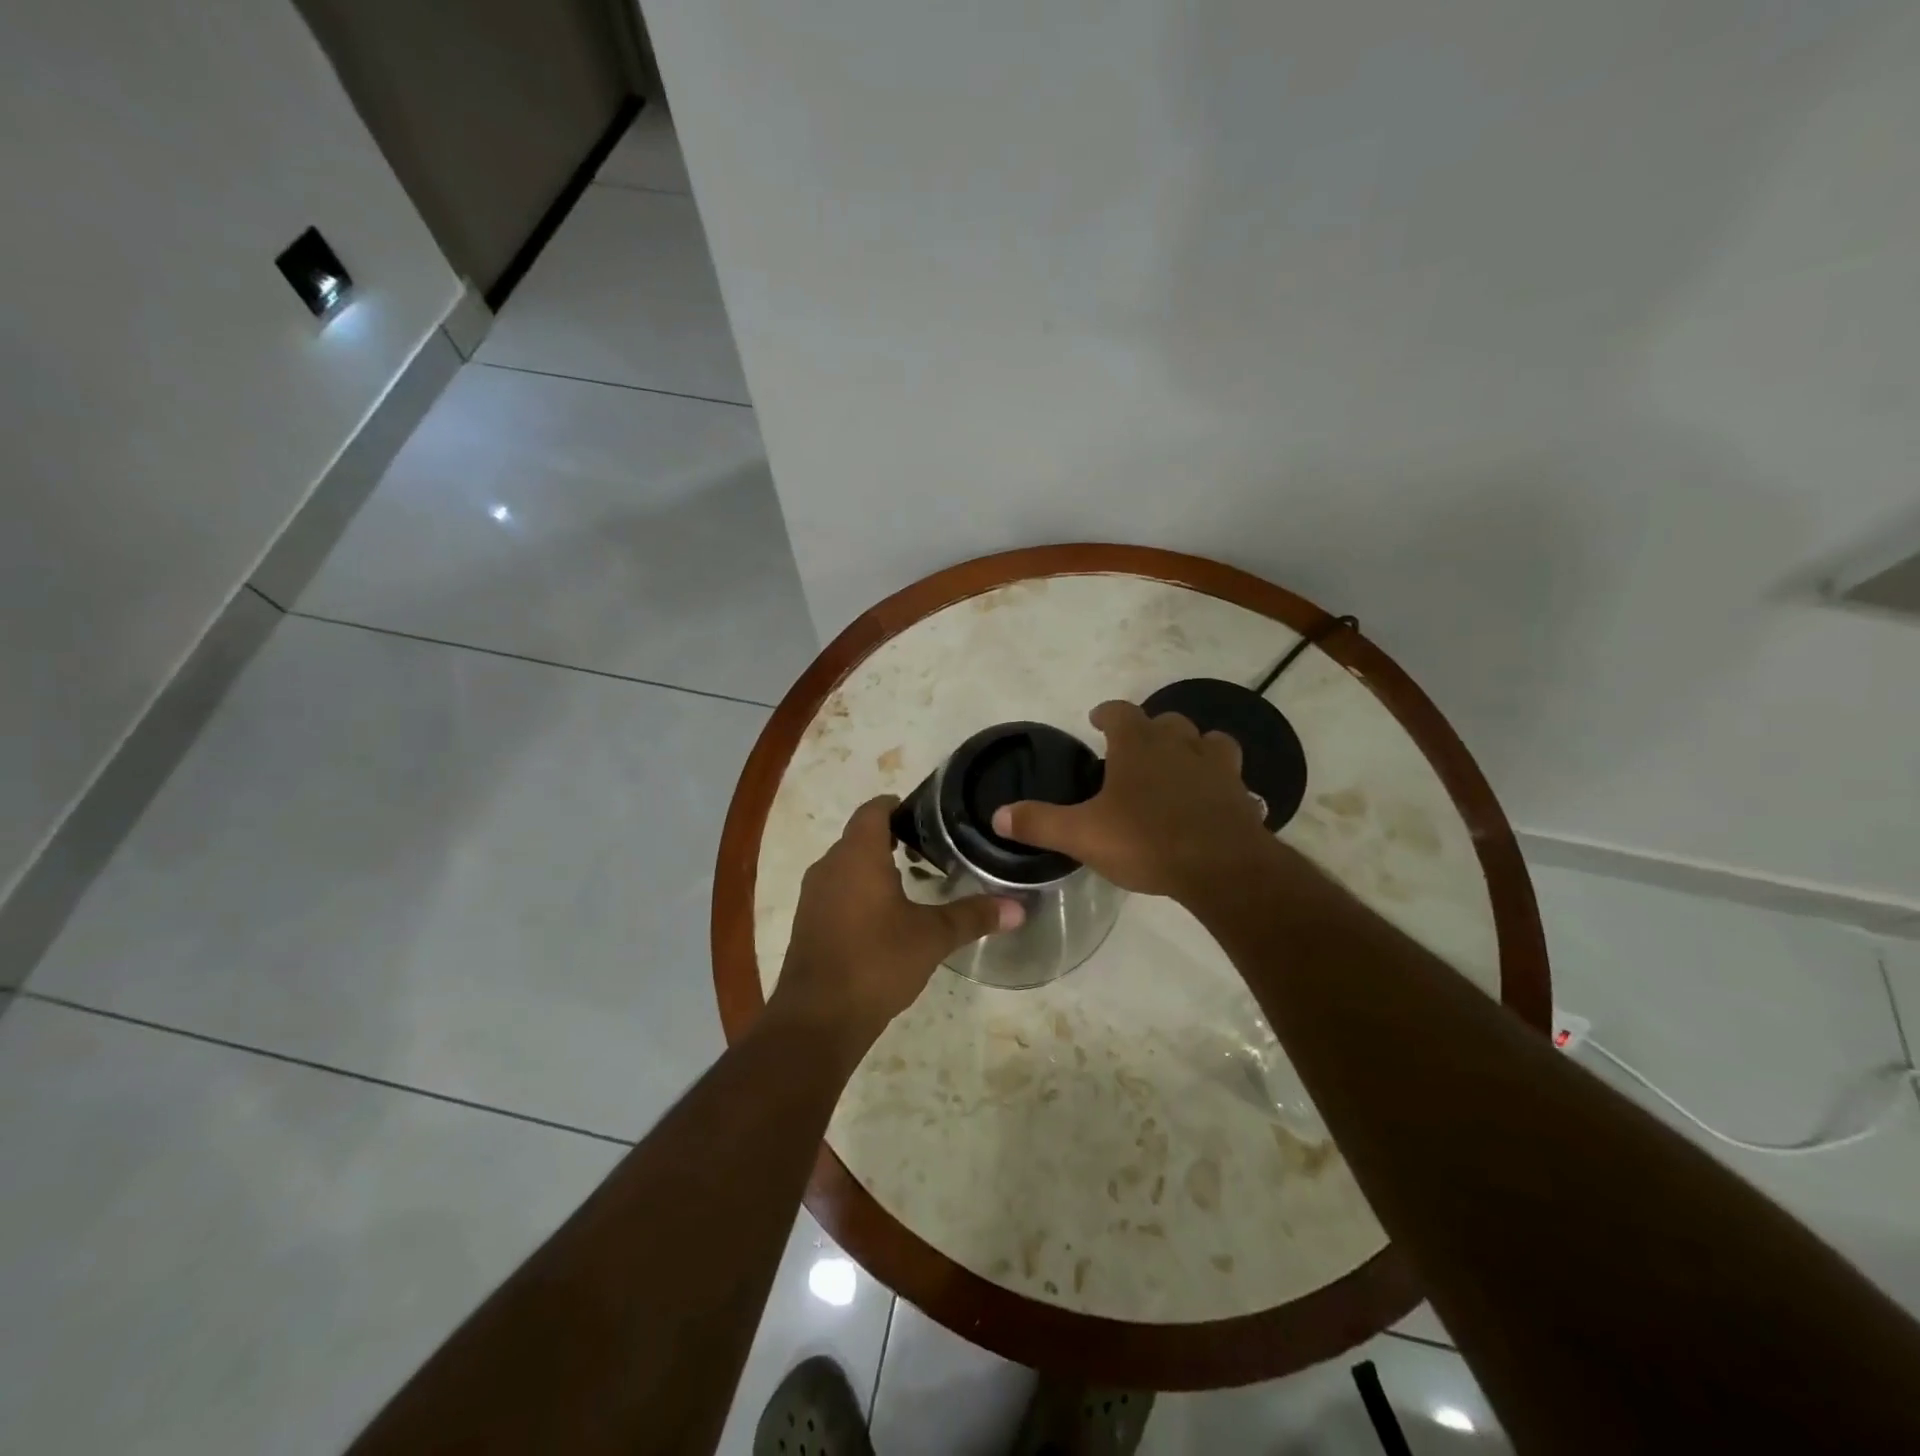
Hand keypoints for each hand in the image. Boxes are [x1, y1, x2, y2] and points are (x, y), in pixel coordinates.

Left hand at [771, 797, 1022, 1050]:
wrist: (818, 1018)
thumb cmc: (876, 962)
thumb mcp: (932, 937)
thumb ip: (973, 916)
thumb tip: (1019, 908)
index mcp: (857, 855)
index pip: (874, 809)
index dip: (900, 805)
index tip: (930, 815)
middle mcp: (829, 865)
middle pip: (861, 835)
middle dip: (894, 837)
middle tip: (934, 850)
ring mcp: (813, 894)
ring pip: (848, 864)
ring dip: (877, 866)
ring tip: (915, 882)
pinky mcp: (808, 921)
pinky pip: (837, 889)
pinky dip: (861, 891)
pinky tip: (886, 916)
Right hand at [991, 700, 1273, 898]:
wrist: (1223, 868)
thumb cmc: (1147, 841)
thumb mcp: (1082, 834)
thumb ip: (1040, 822)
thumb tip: (997, 815)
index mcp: (1139, 745)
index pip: (1120, 712)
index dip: (1106, 713)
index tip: (1096, 719)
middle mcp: (1180, 745)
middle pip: (1165, 722)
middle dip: (1149, 732)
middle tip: (1134, 753)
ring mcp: (1217, 767)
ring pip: (1208, 741)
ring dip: (1193, 749)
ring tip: (1180, 767)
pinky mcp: (1242, 795)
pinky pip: (1233, 779)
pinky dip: (1221, 784)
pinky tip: (1214, 802)